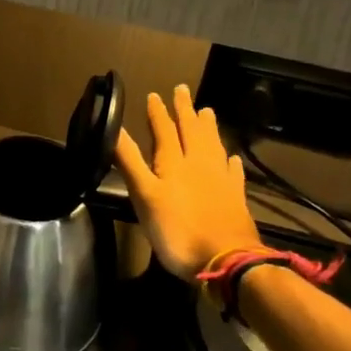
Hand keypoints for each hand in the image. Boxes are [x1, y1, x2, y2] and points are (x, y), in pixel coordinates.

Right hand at [113, 85, 261, 280]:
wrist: (226, 260)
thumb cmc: (177, 230)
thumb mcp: (144, 196)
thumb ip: (130, 162)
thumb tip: (115, 129)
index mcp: (173, 163)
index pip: (164, 130)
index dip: (158, 113)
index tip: (154, 95)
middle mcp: (198, 164)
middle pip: (191, 132)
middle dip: (185, 111)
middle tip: (182, 90)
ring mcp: (220, 180)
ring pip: (213, 145)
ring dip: (208, 128)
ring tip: (207, 111)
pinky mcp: (235, 198)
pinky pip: (233, 172)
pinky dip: (230, 161)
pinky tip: (231, 157)